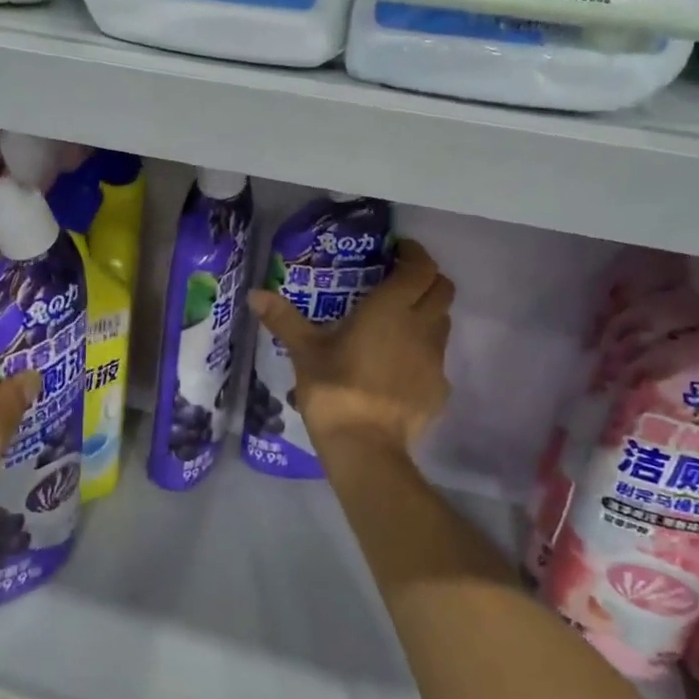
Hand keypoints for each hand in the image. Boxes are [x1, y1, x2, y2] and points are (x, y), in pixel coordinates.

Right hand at [249, 238, 453, 458]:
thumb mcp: (305, 351)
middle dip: (427, 280)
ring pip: (443, 323)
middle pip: (443, 290)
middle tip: (401, 283)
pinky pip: (437, 359)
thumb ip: (284, 319)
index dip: (414, 254)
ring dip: (428, 314)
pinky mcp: (439, 388)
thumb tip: (254, 293)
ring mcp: (435, 359)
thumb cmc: (334, 389)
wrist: (365, 446)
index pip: (421, 267)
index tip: (398, 252)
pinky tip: (399, 368)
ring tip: (399, 324)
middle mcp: (421, 326)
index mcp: (391, 308)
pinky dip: (423, 353)